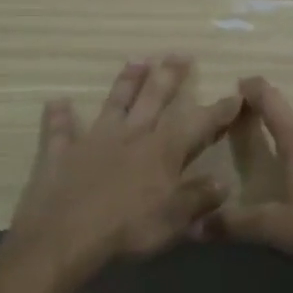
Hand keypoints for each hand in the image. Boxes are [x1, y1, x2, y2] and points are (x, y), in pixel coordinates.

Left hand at [3, 55, 240, 285]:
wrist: (65, 237)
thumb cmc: (127, 230)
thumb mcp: (173, 221)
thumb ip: (198, 198)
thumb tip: (222, 182)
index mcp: (161, 152)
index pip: (196, 124)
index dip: (218, 110)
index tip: (236, 94)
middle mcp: (130, 136)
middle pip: (153, 99)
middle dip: (169, 76)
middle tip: (179, 54)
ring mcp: (93, 141)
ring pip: (113, 103)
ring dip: (125, 82)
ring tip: (136, 61)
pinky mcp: (60, 154)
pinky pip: (59, 131)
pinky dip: (58, 116)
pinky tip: (56, 102)